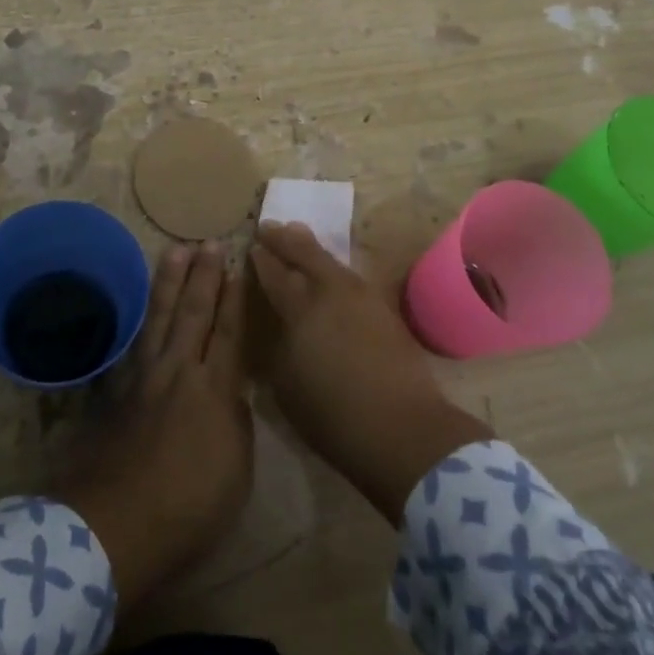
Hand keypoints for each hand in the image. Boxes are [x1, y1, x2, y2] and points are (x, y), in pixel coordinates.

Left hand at [52, 242, 252, 609]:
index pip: (230, 331)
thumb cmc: (189, 507)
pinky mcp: (116, 392)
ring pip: (159, 316)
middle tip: (207, 242)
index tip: (238, 265)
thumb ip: (237, 422)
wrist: (115, 525)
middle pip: (193, 312)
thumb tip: (231, 394)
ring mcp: (143, 378)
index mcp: (215, 389)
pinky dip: (141, 317)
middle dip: (203, 275)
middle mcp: (179, 371)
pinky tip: (143, 307)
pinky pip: (134, 340)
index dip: (235, 298)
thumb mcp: (237, 470)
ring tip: (174, 252)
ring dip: (169, 282)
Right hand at [251, 222, 490, 525]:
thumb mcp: (285, 385)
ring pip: (331, 261)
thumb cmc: (332, 415)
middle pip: (304, 253)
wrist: (402, 427)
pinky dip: (333, 267)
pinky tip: (330, 272)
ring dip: (311, 248)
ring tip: (298, 236)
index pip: (274, 273)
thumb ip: (277, 346)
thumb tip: (278, 326)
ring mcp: (361, 297)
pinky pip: (349, 276)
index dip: (261, 258)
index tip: (251, 245)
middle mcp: (330, 292)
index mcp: (300, 308)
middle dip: (284, 239)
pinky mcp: (383, 309)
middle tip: (269, 227)